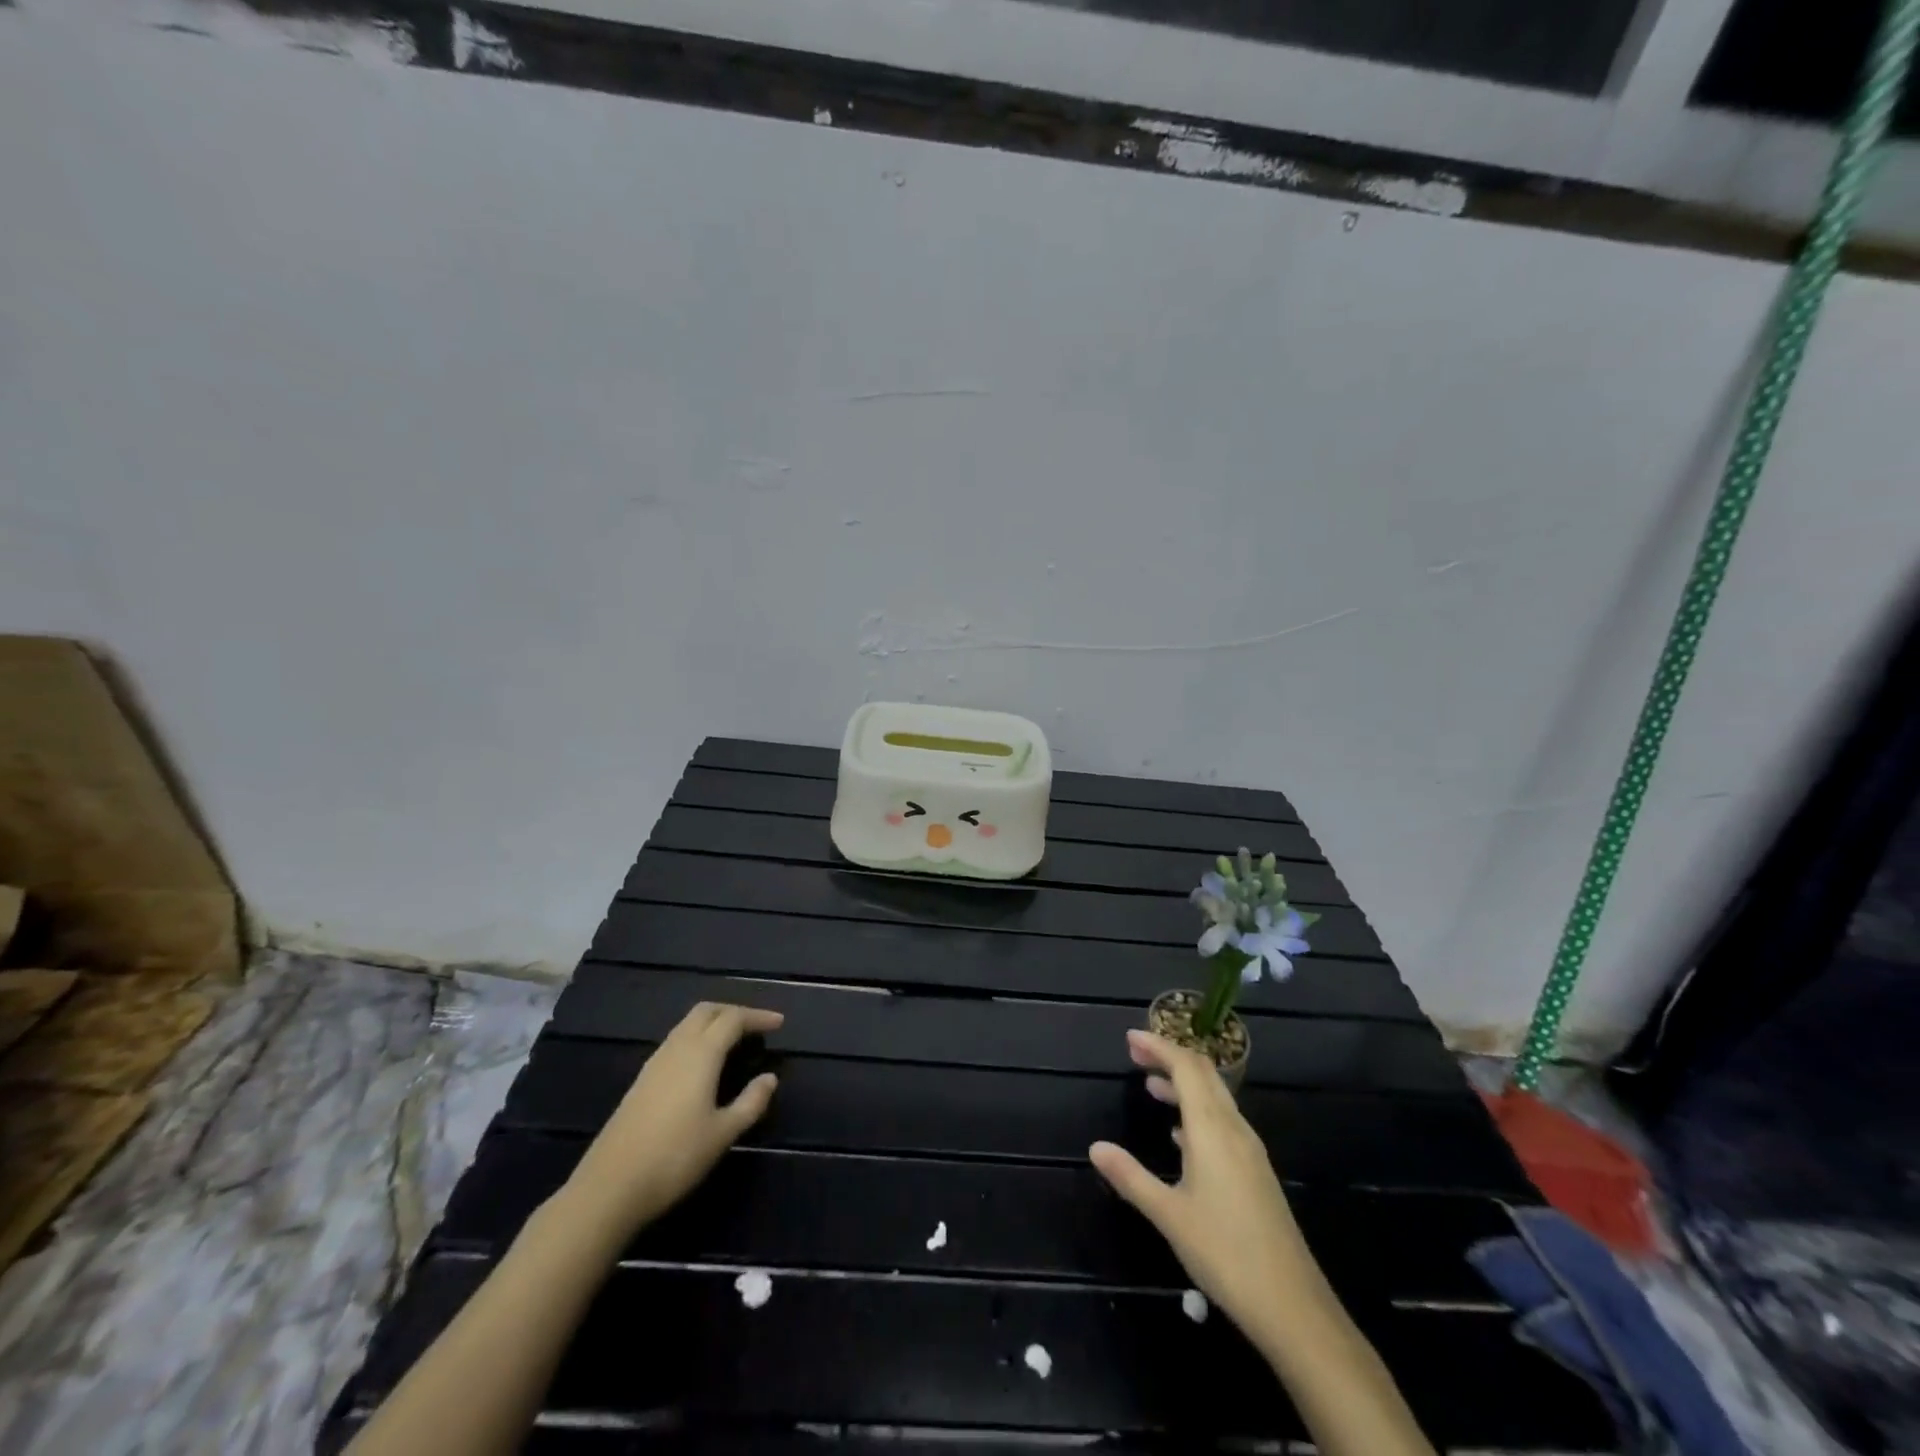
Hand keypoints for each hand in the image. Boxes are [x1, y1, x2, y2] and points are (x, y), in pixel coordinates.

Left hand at [564, 1002, 782, 1239]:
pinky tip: (703, 1065)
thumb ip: (751, 1102)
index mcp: (701, 1053)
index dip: (758, 1017)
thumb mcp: (723, 1133)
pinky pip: (675, 1042)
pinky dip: (696, 1039)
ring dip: (713, 1023)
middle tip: (756, 1026)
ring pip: (687, 1025)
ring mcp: (654, 1063)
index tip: (779, 1023)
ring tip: (733, 1041)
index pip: (733, 1019)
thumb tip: (770, 1078)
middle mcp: (677, 1048)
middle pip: (706, 1011)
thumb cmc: (675, 1157)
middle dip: (733, 1011)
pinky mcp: (641, 1081)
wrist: (610, 1187)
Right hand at [1089, 1030, 1315, 1346]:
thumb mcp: (1168, 1215)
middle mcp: (1233, 1129)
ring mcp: (1249, 1150)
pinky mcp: (1255, 1172)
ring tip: (1151, 1086)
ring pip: (1215, 1098)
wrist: (1292, 1306)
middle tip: (1135, 1053)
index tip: (1130, 1038)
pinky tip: (1180, 1134)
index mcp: (1212, 1129)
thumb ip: (1131, 1177)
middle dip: (1170, 1057)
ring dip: (1183, 1084)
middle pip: (1203, 1074)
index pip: (1185, 1067)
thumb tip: (1095, 1147)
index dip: (1158, 1046)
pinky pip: (1223, 1122)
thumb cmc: (1224, 1253)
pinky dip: (1198, 1111)